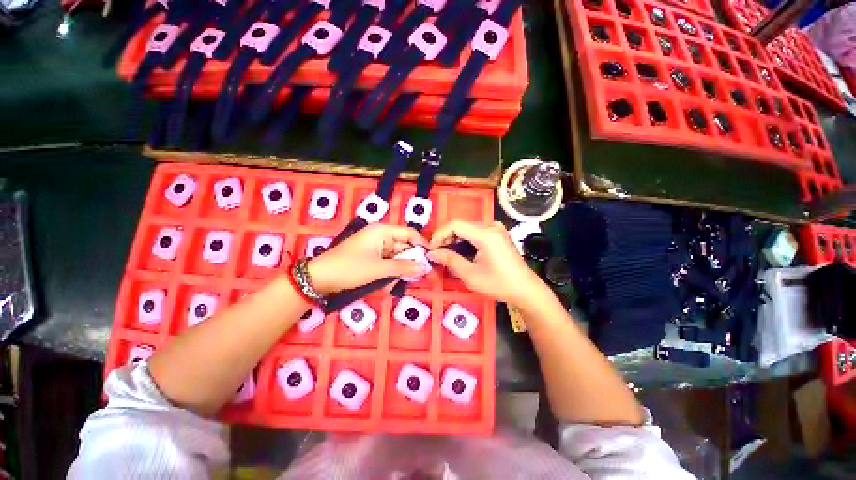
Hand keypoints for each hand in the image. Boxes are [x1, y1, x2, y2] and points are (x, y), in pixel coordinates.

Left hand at [307, 224, 427, 294]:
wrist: (319, 278)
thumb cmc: (349, 268)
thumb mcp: (379, 269)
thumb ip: (403, 267)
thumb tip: (425, 267)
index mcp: (382, 231)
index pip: (409, 233)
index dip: (421, 245)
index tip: (431, 259)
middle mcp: (380, 235)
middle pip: (404, 245)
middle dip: (410, 261)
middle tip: (418, 276)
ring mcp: (375, 246)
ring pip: (396, 256)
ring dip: (399, 269)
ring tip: (397, 281)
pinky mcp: (371, 256)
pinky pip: (387, 261)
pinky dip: (390, 271)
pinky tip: (387, 282)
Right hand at [427, 221, 547, 307]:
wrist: (525, 289)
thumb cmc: (498, 284)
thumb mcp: (471, 275)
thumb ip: (450, 260)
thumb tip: (431, 253)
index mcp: (486, 234)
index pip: (455, 225)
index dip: (439, 234)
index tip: (431, 249)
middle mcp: (491, 226)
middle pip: (461, 225)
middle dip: (445, 237)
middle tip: (436, 252)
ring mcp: (496, 229)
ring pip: (467, 228)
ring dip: (454, 239)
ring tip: (445, 253)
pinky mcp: (498, 234)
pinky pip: (476, 232)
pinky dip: (465, 240)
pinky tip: (460, 251)